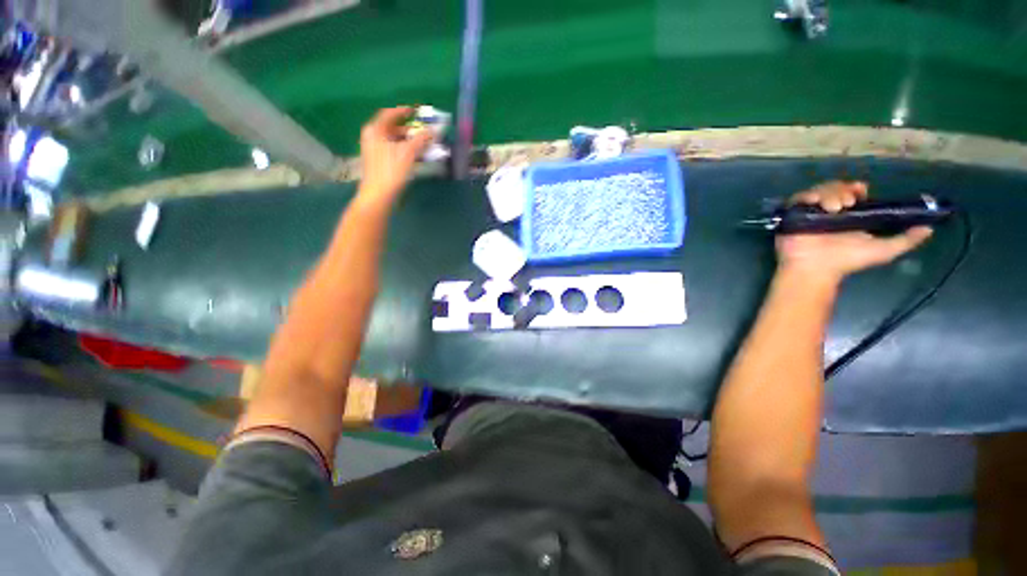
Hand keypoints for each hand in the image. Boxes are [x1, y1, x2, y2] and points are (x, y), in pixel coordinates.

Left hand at [357, 107, 433, 205]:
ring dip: (408, 141)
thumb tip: (433, 130)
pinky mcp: (377, 161)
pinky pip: (391, 149)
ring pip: (392, 139)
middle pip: (391, 128)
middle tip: (422, 132)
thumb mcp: (408, 152)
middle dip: (408, 129)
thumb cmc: (391, 170)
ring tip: (422, 146)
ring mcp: (373, 149)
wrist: (378, 194)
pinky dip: (403, 149)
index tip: (415, 111)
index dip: (403, 111)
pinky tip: (414, 156)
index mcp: (375, 130)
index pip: (389, 114)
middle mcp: (372, 136)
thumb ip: (421, 139)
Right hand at [776, 181, 933, 282]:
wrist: (816, 269)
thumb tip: (930, 227)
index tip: (860, 193)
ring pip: (819, 190)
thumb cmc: (846, 261)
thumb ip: (906, 240)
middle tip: (846, 204)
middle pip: (836, 187)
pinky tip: (814, 203)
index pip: (853, 192)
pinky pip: (798, 198)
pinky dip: (806, 196)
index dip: (857, 188)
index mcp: (849, 215)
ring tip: (832, 208)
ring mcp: (810, 212)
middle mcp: (830, 211)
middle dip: (842, 190)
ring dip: (828, 194)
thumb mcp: (883, 251)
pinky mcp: (793, 215)